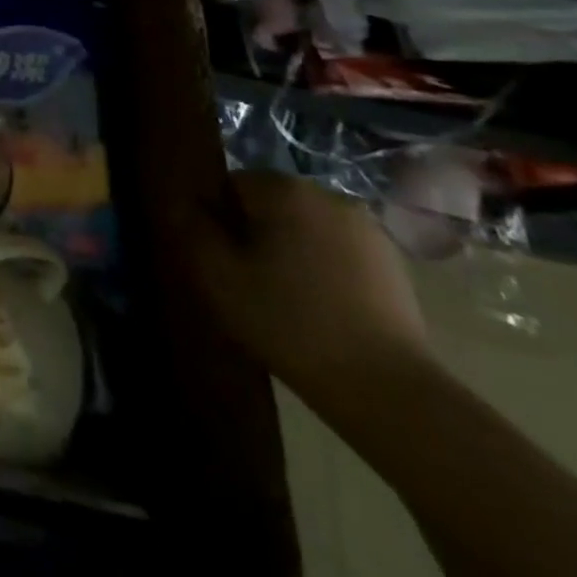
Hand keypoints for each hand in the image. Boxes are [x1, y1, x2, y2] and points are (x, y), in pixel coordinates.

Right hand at [186, 171, 430, 403]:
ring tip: (284, 298)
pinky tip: (321, 309)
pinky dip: (322, 269)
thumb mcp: (219, 276)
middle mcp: (326, 195)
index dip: (217, 221)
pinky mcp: (392, 264)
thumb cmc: (290, 323)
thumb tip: (183, 205)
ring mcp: (366, 229)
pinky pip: (337, 251)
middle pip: (268, 204)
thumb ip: (192, 229)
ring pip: (304, 228)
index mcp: (283, 189)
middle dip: (253, 233)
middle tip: (248, 282)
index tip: (220, 261)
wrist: (388, 391)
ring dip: (288, 251)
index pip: (229, 186)